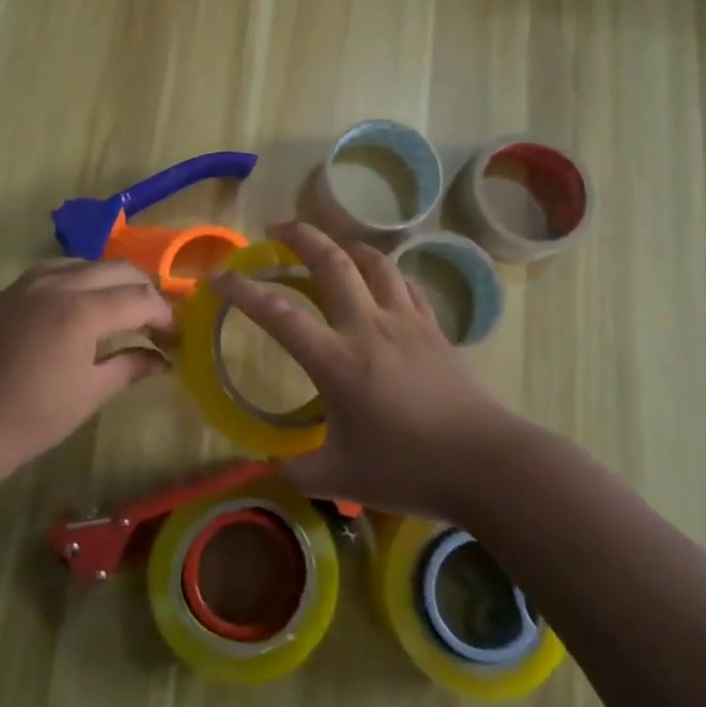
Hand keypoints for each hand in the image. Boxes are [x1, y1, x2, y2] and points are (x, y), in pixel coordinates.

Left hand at [0, 259, 174, 480]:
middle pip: (119, 270)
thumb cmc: (32, 417)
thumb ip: (130, 366)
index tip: (176, 337)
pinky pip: (60, 269)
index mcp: (82, 310)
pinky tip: (85, 306)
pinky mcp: (13, 289)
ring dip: (114, 282)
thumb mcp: (90, 393)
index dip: (165, 315)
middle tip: (156, 324)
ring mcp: (32, 282)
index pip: (140, 297)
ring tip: (124, 313)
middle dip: (145, 292)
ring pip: (89, 263)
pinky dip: (83, 280)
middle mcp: (59, 283)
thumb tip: (162, 359)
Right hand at [211, 221, 516, 519]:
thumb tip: (268, 463)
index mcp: (337, 360)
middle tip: (276, 228)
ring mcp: (405, 321)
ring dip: (344, 244)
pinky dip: (383, 271)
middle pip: (331, 260)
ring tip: (328, 243)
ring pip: (373, 261)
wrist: (486, 464)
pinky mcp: (433, 327)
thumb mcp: (340, 478)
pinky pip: (404, 283)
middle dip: (299, 235)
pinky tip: (378, 278)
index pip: (279, 313)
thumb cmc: (408, 469)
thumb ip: (295, 469)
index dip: (242, 290)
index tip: (219, 277)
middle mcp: (367, 327)